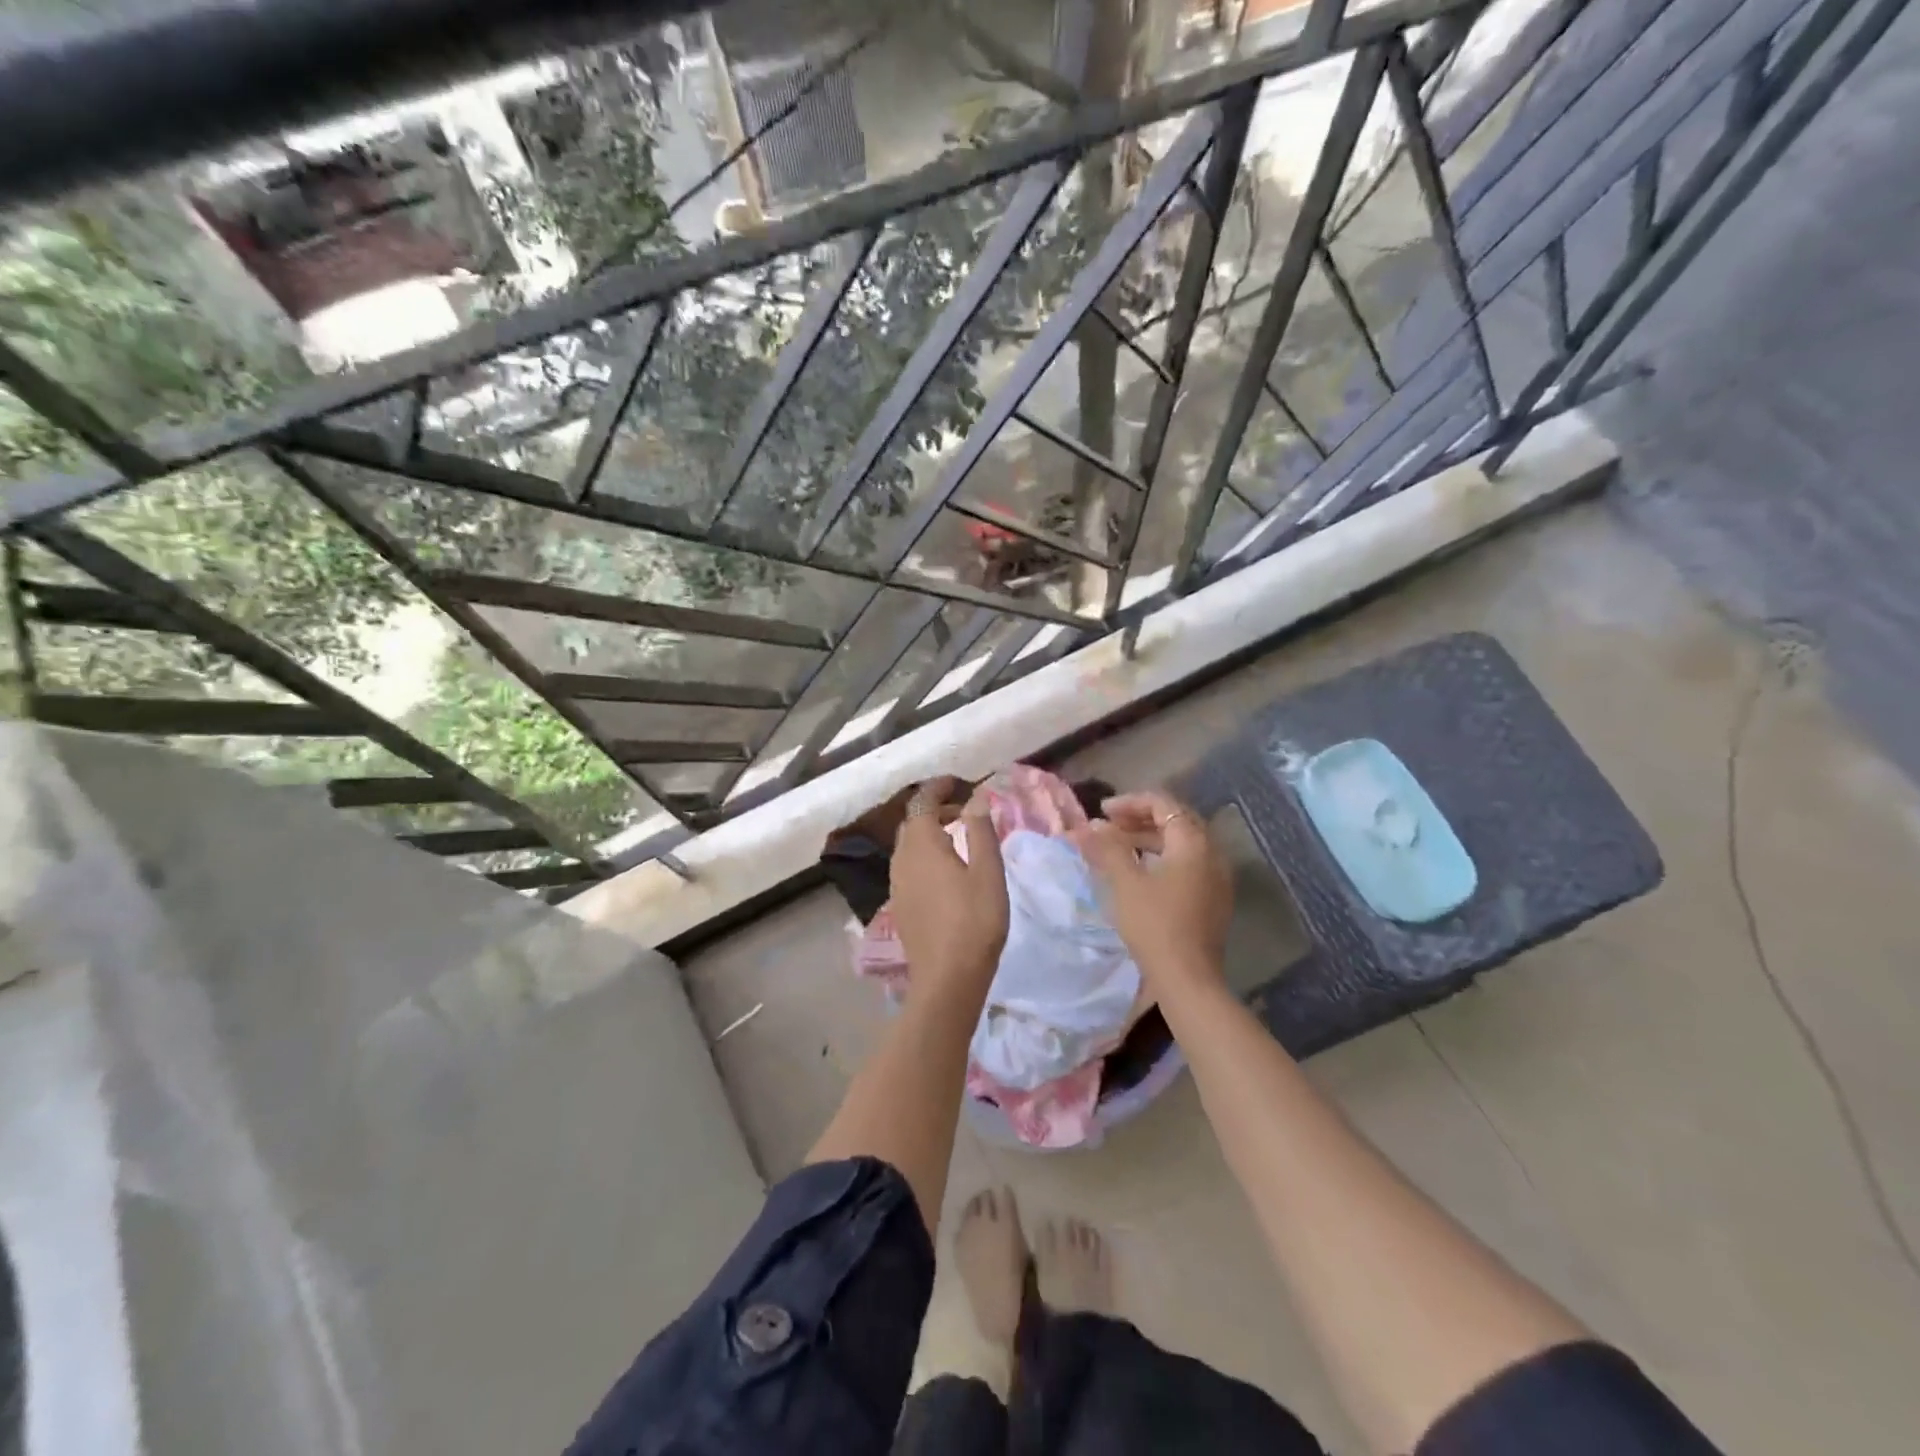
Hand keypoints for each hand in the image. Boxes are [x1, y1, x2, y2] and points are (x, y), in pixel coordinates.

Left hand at [889, 778, 1007, 992]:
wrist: (947, 980)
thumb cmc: (974, 922)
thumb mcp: (988, 872)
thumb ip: (980, 831)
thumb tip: (976, 798)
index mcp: (921, 845)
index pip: (921, 802)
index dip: (937, 788)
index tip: (956, 782)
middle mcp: (901, 859)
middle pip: (912, 823)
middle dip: (934, 810)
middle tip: (964, 811)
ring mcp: (896, 884)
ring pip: (908, 846)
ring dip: (929, 833)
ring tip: (958, 838)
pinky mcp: (900, 905)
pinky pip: (908, 866)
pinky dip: (925, 855)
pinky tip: (946, 871)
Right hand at [1072, 791, 1232, 998]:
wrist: (1188, 979)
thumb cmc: (1154, 924)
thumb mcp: (1125, 882)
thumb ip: (1107, 847)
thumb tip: (1090, 825)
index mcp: (1193, 842)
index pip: (1163, 803)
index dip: (1129, 802)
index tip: (1100, 813)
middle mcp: (1212, 853)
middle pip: (1176, 820)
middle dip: (1140, 818)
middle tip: (1109, 826)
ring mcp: (1217, 878)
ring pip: (1182, 843)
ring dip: (1150, 838)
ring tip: (1118, 847)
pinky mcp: (1214, 899)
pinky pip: (1188, 864)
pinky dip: (1162, 858)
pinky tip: (1140, 872)